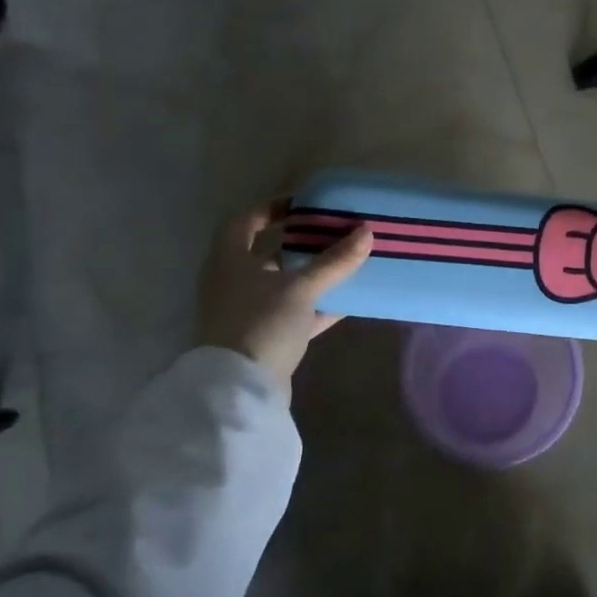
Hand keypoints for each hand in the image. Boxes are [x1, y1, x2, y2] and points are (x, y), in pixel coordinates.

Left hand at [196, 201, 372, 384]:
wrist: (240, 390)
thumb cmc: (261, 323)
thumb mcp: (302, 288)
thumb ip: (334, 261)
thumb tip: (367, 231)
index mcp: (229, 261)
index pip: (245, 222)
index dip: (272, 208)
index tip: (304, 205)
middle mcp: (231, 283)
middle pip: (264, 253)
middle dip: (297, 243)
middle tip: (329, 233)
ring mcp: (244, 313)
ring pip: (279, 285)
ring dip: (307, 275)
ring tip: (341, 263)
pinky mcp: (260, 339)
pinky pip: (290, 314)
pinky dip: (313, 306)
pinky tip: (343, 303)